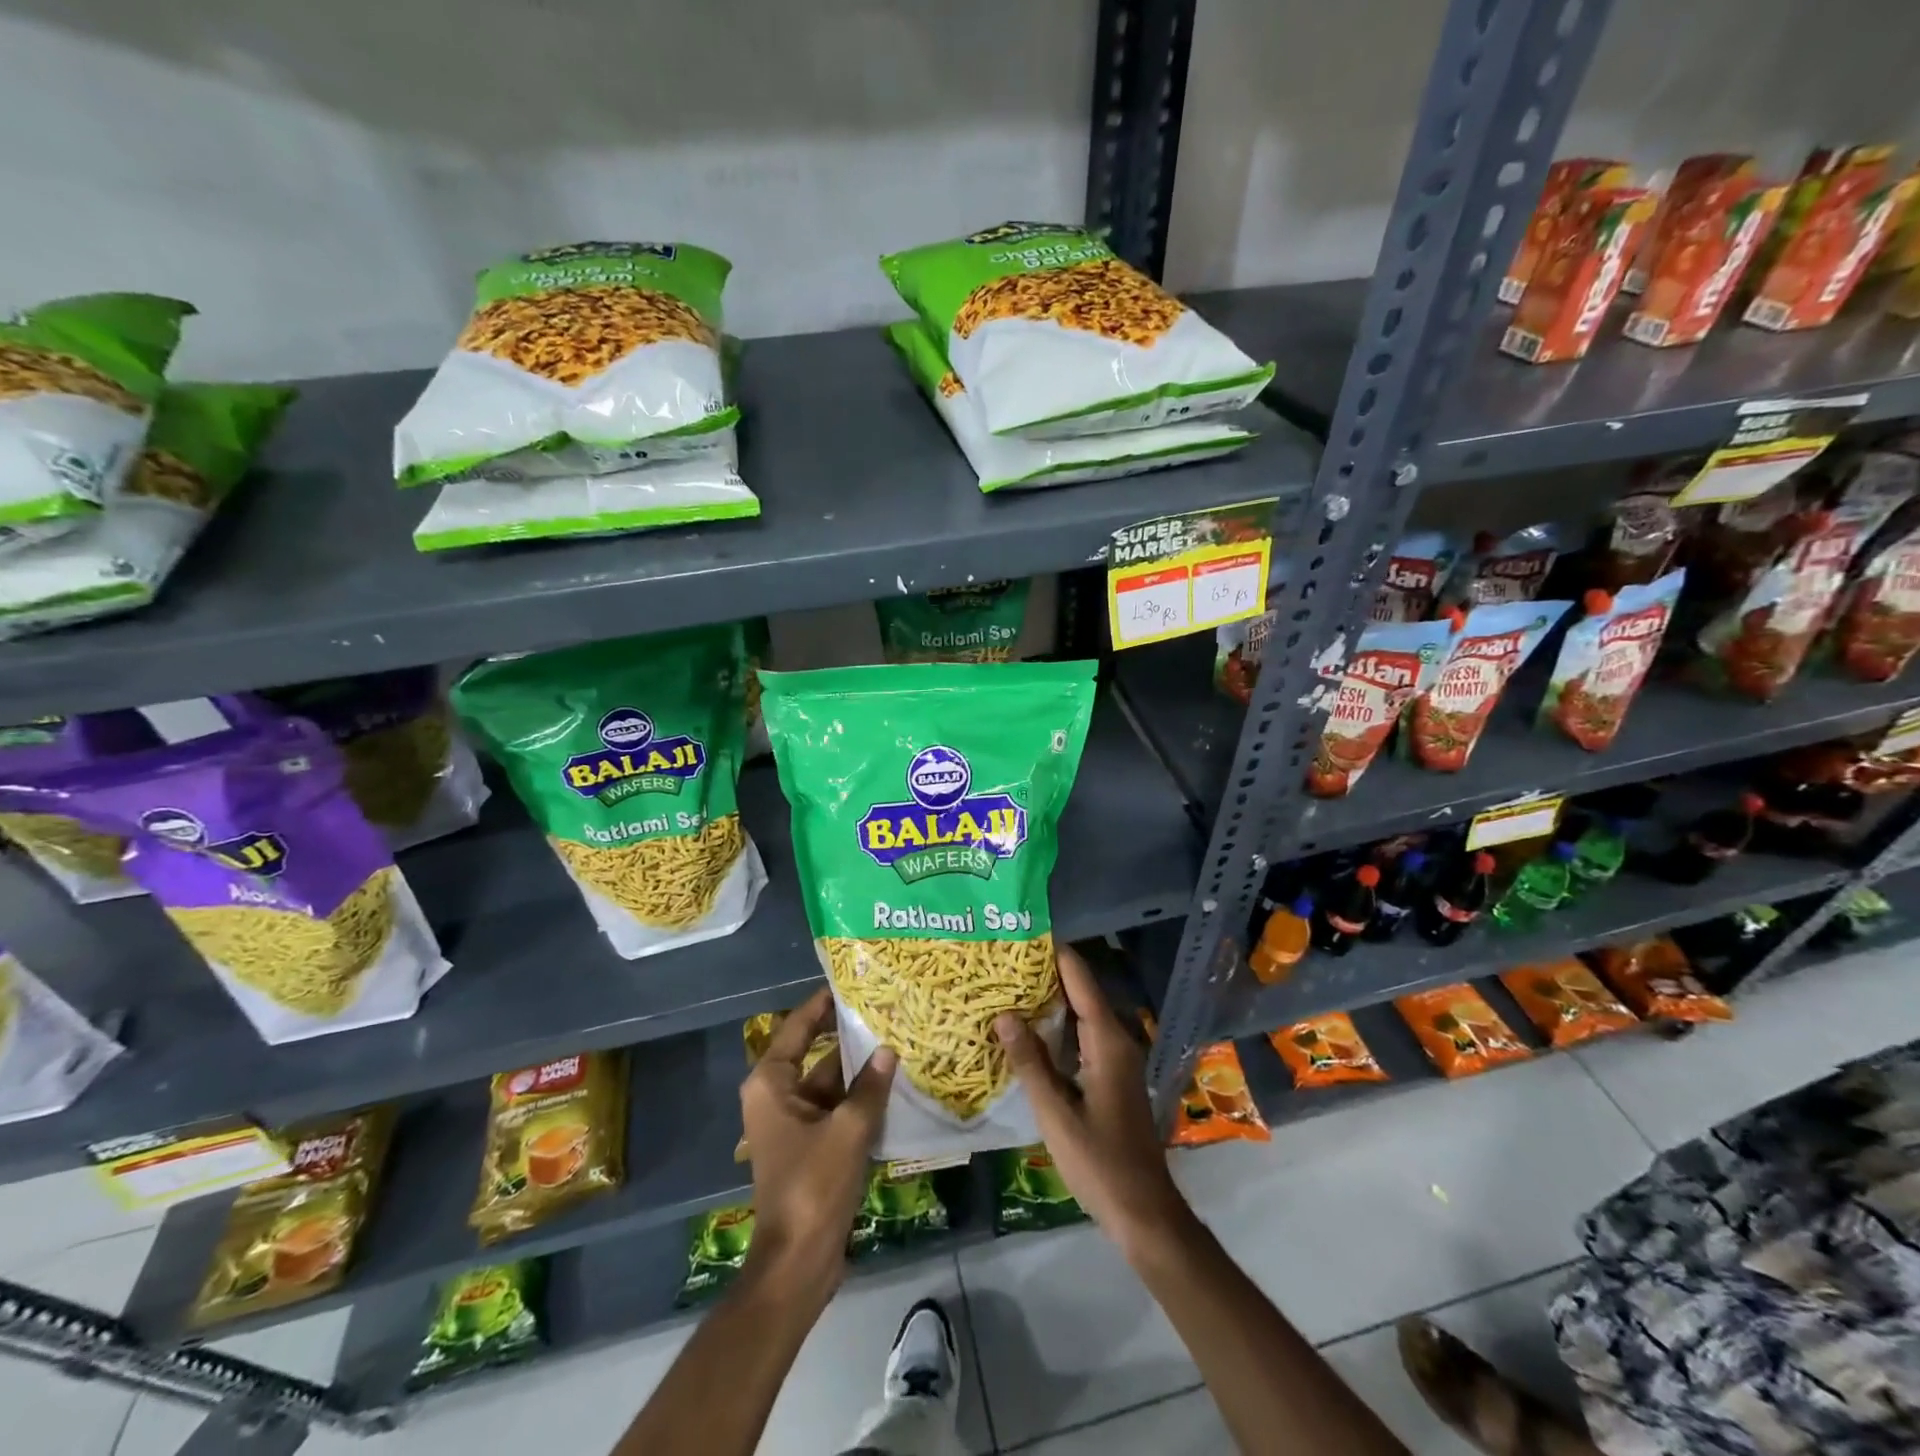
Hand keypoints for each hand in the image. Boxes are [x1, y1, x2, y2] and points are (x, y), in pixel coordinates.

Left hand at [739, 988, 895, 1304]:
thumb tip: (889, 1050)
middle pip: (815, 1052)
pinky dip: (859, 1097)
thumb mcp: (848, 1130)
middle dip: (849, 1035)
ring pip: (830, 1082)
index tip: (851, 981)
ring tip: (898, 1040)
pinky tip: (893, 1085)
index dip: (822, 1003)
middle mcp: (777, 1096)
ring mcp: (793, 1122)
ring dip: (859, 1069)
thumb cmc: (813, 1186)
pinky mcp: (810, 1145)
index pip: (798, 1026)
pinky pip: (836, 1108)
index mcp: (771, 1083)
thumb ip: (870, 1087)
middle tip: (885, 1009)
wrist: (797, 1262)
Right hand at [996, 946, 1191, 1260]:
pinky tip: (1031, 1028)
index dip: (1055, 953)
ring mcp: (1118, 1058)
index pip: (1080, 979)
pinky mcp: (1113, 1075)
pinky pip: (1085, 1034)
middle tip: (1005, 958)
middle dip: (1047, 972)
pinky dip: (1059, 1023)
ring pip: (1083, 1013)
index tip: (1024, 931)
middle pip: (1082, 991)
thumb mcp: (1055, 1114)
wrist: (1144, 1210)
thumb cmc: (1099, 1162)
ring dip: (1051, 998)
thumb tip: (1004, 1014)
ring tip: (1011, 983)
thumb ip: (1030, 1062)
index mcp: (1107, 1041)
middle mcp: (1117, 1040)